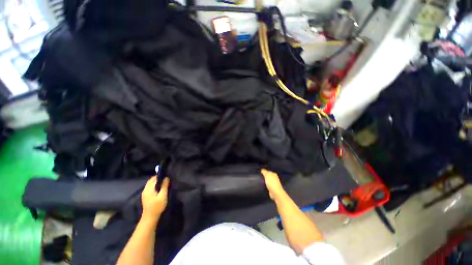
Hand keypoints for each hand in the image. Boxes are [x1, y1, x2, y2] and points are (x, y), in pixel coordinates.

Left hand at [141, 176, 169, 221]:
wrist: (150, 217)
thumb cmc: (157, 206)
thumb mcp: (163, 196)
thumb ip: (164, 186)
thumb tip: (166, 177)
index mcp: (149, 188)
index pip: (154, 178)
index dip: (161, 176)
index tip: (167, 176)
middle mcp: (145, 189)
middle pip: (151, 180)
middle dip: (158, 178)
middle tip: (166, 179)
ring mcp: (144, 193)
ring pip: (150, 183)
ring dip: (156, 182)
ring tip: (164, 183)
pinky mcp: (145, 196)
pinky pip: (149, 187)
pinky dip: (154, 185)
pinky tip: (159, 188)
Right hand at [261, 169, 285, 200]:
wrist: (275, 192)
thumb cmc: (271, 182)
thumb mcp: (267, 175)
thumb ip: (264, 171)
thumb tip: (261, 170)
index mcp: (273, 174)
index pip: (268, 171)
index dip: (263, 171)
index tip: (259, 172)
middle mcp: (274, 178)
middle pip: (268, 176)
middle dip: (264, 176)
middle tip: (258, 176)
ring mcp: (273, 183)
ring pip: (267, 180)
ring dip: (264, 181)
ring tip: (259, 181)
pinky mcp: (272, 188)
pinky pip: (267, 185)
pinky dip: (265, 185)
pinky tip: (262, 185)